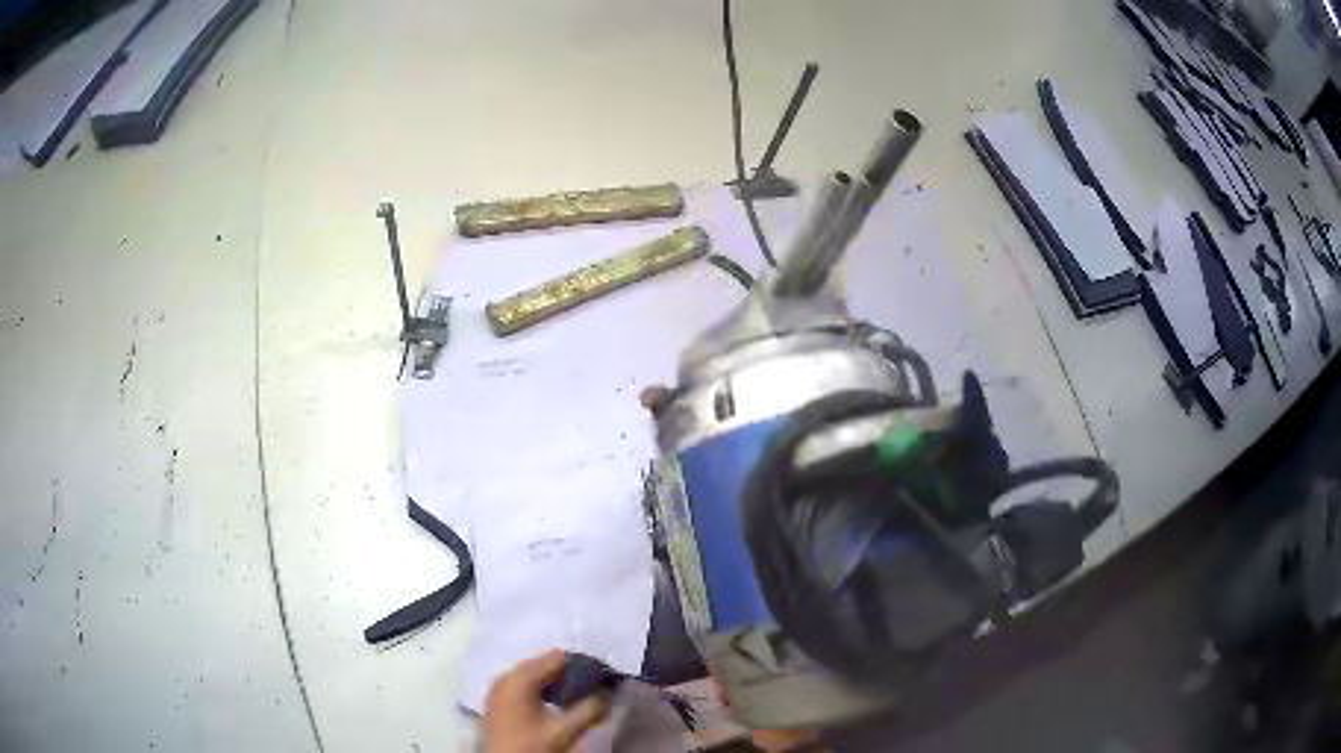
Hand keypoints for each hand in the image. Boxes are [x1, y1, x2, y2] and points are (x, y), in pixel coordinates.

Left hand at [484, 650, 611, 752]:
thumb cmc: (530, 746)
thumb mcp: (564, 731)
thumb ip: (589, 709)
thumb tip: (607, 692)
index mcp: (519, 678)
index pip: (556, 657)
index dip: (582, 664)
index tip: (601, 676)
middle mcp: (505, 676)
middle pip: (543, 664)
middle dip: (569, 674)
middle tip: (592, 688)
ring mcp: (499, 689)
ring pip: (534, 676)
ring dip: (556, 683)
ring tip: (577, 697)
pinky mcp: (498, 701)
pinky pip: (524, 686)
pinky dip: (542, 690)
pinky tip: (556, 704)